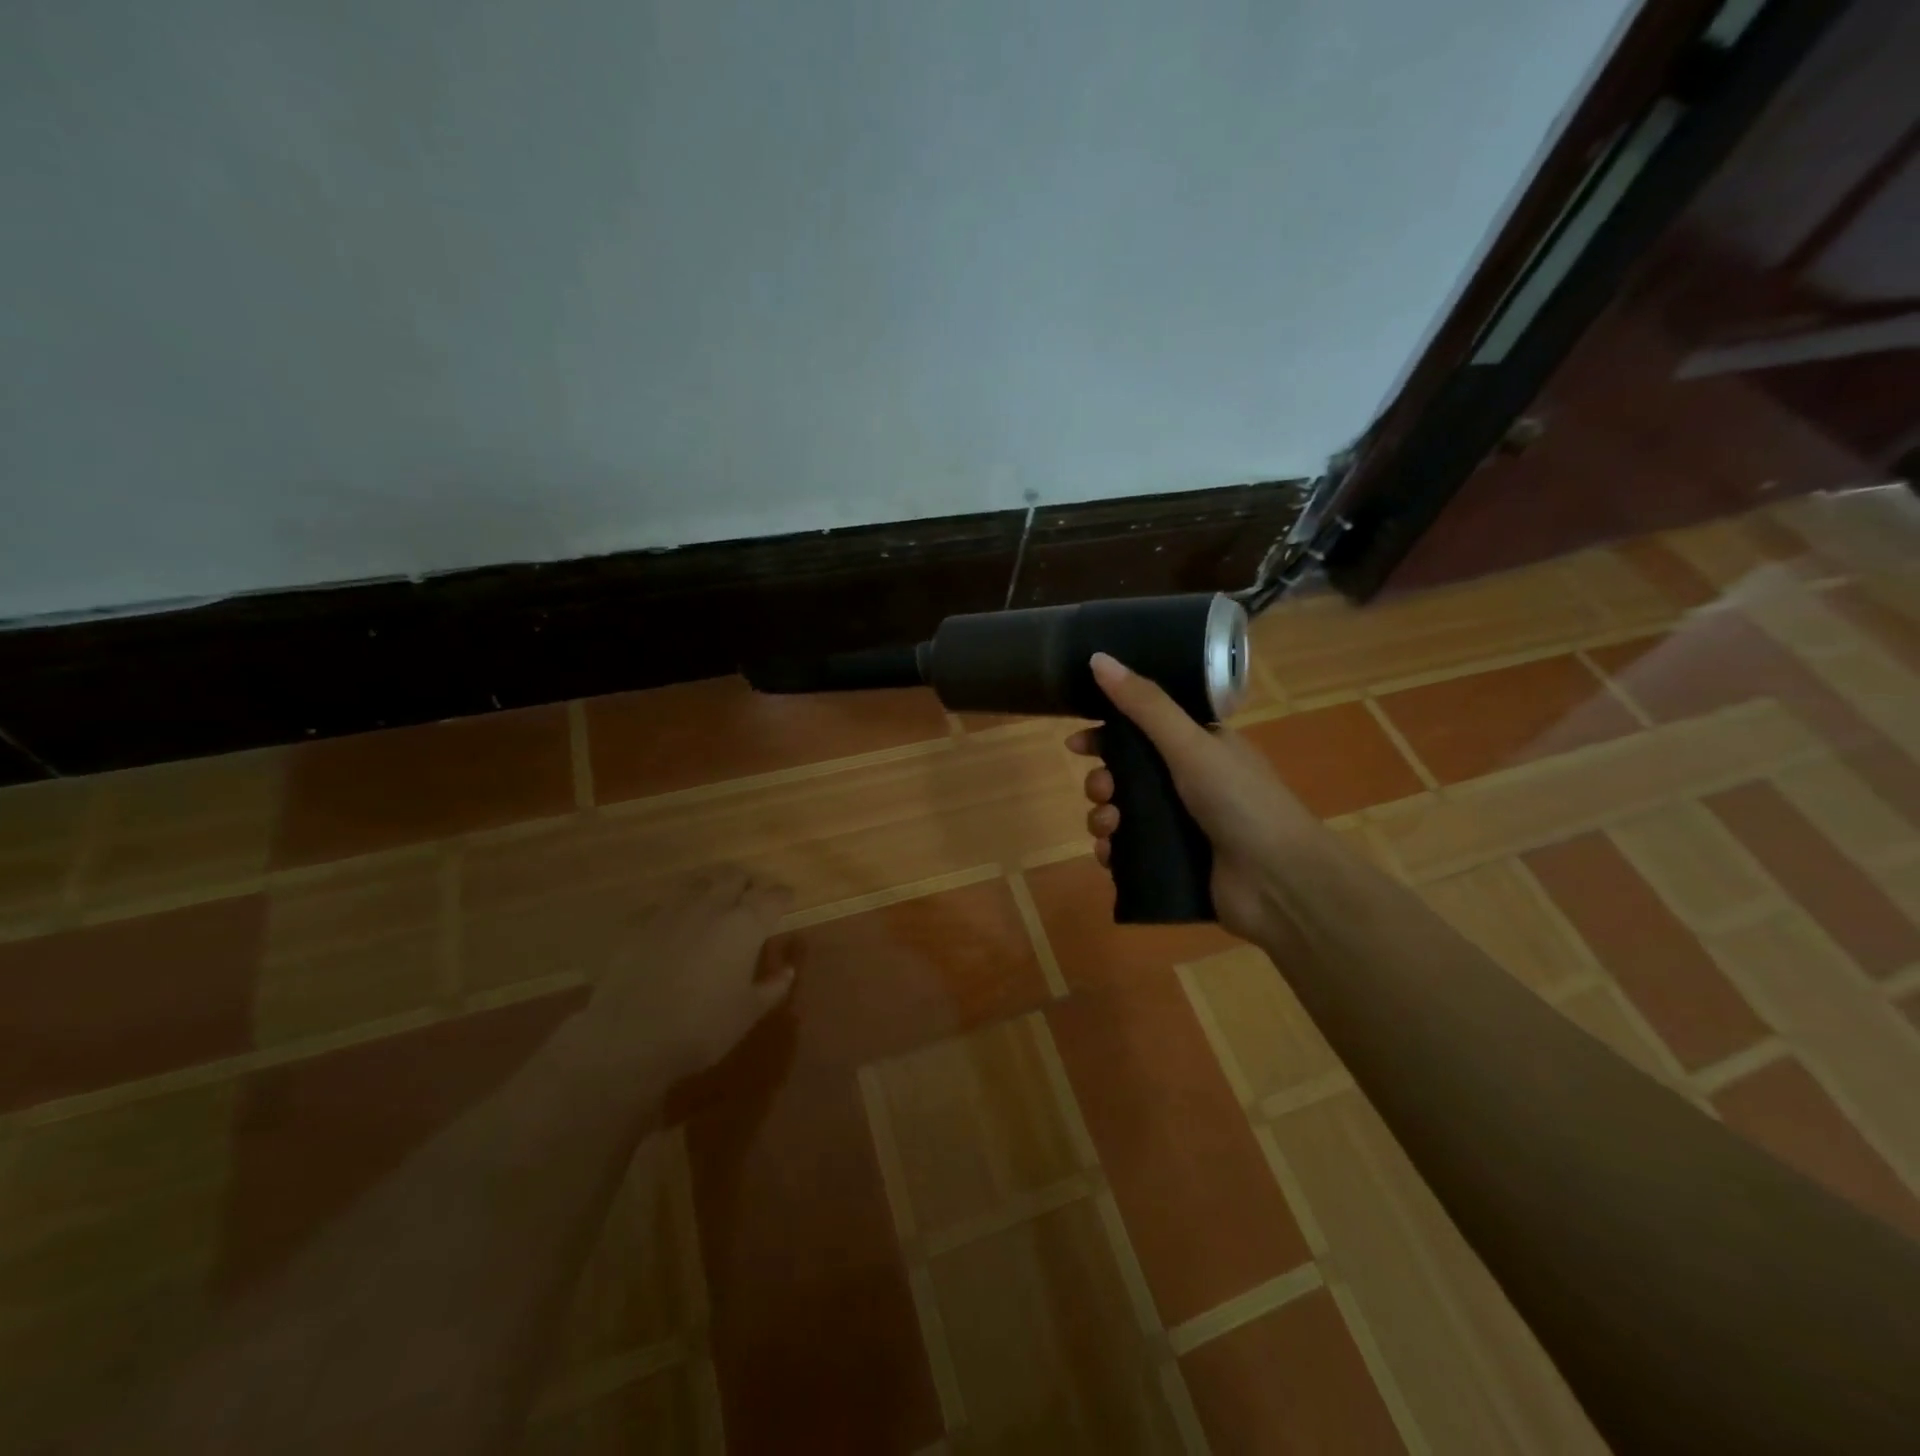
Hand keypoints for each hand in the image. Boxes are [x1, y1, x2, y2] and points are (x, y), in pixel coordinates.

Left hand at [568, 868, 796, 1086]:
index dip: (782, 897)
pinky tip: (671, 932)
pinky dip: (674, 913)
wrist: (629, 1039)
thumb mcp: (748, 1013)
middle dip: (745, 886)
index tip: (785, 903)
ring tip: (711, 912)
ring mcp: (671, 911)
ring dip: (710, 892)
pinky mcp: (638, 924)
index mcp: (745, 925)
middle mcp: (711, 906)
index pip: (773, 896)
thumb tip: (788, 970)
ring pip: (697, 884)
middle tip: (749, 904)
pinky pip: (663, 906)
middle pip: (734, 876)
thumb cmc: (702, 1027)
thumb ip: (773, 987)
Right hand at [1068, 653, 1319, 942]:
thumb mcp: (1190, 743)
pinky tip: (1109, 854)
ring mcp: (1181, 825)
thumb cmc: (1239, 801)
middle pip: (1125, 774)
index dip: (1106, 734)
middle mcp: (1188, 783)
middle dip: (1101, 781)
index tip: (1076, 744)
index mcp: (1198, 747)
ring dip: (1102, 817)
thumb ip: (1144, 704)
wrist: (1279, 881)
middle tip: (1102, 790)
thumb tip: (1097, 658)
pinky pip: (1127, 852)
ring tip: (1109, 827)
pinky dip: (1112, 850)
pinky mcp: (1173, 862)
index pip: (1141, 730)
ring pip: (1121, 814)